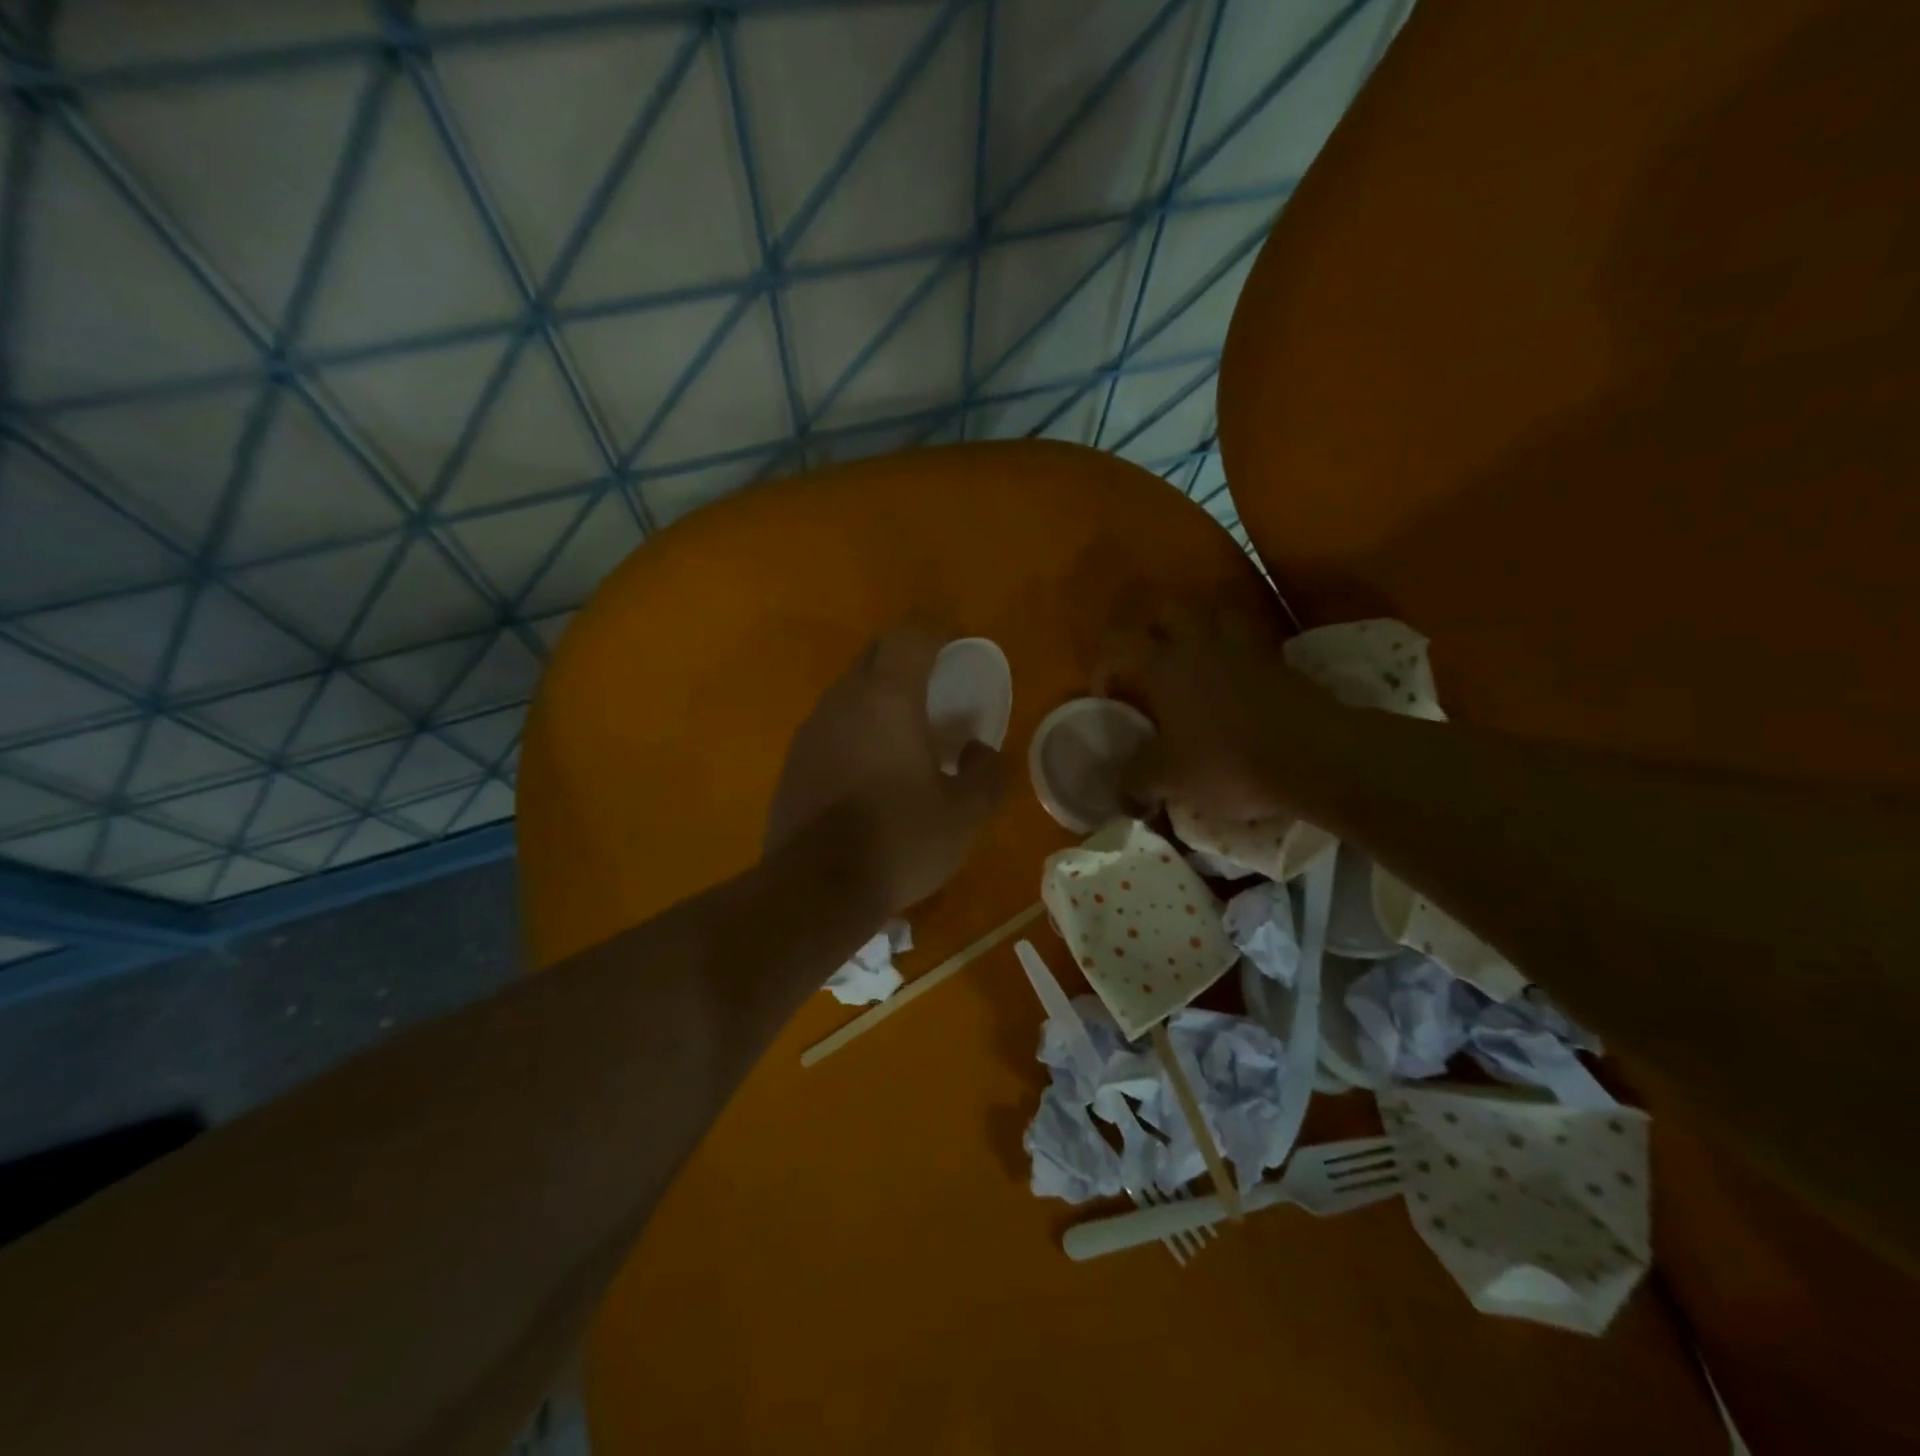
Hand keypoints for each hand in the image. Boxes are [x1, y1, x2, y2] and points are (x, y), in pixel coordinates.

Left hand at [766, 626, 1008, 917]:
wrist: (815, 888)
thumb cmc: (899, 840)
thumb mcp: (965, 815)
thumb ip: (987, 774)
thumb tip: (981, 751)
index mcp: (886, 698)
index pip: (908, 636)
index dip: (936, 633)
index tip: (957, 647)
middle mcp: (842, 702)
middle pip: (875, 657)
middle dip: (907, 662)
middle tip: (936, 691)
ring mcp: (810, 732)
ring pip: (849, 694)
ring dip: (879, 700)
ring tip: (906, 737)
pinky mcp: (792, 763)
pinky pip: (831, 729)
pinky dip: (855, 733)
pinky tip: (871, 775)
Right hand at [1099, 605, 1343, 821]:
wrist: (1314, 757)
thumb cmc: (1228, 762)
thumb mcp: (1169, 779)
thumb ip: (1135, 778)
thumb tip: (1119, 786)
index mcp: (1165, 666)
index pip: (1119, 643)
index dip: (1105, 664)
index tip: (1108, 695)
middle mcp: (1201, 645)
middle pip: (1170, 610)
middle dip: (1154, 629)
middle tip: (1151, 663)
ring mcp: (1245, 648)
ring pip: (1216, 613)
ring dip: (1200, 628)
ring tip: (1195, 660)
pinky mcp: (1279, 661)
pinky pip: (1250, 640)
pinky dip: (1236, 651)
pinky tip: (1235, 678)